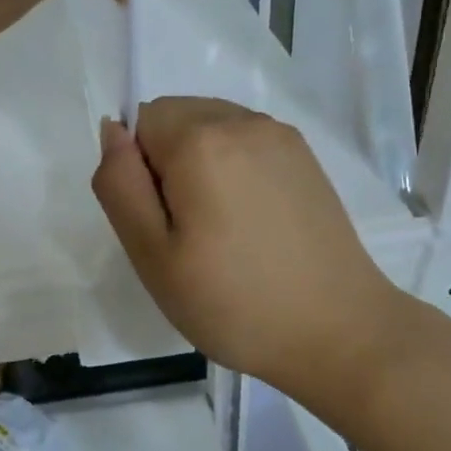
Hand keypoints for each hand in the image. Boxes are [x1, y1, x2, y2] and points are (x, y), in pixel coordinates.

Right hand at [91, 97, 400, 394]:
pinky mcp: (305, 157)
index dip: (138, 172)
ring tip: (221, 229)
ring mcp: (280, 136)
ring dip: (199, 165)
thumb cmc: (232, 302)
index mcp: (201, 140)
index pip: (139, 122)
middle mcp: (242, 121)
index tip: (162, 223)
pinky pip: (244, 142)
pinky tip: (251, 222)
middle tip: (187, 232)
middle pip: (175, 117)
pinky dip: (233, 170)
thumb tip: (113, 130)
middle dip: (166, 163)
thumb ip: (120, 185)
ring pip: (209, 127)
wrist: (338, 333)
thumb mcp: (152, 254)